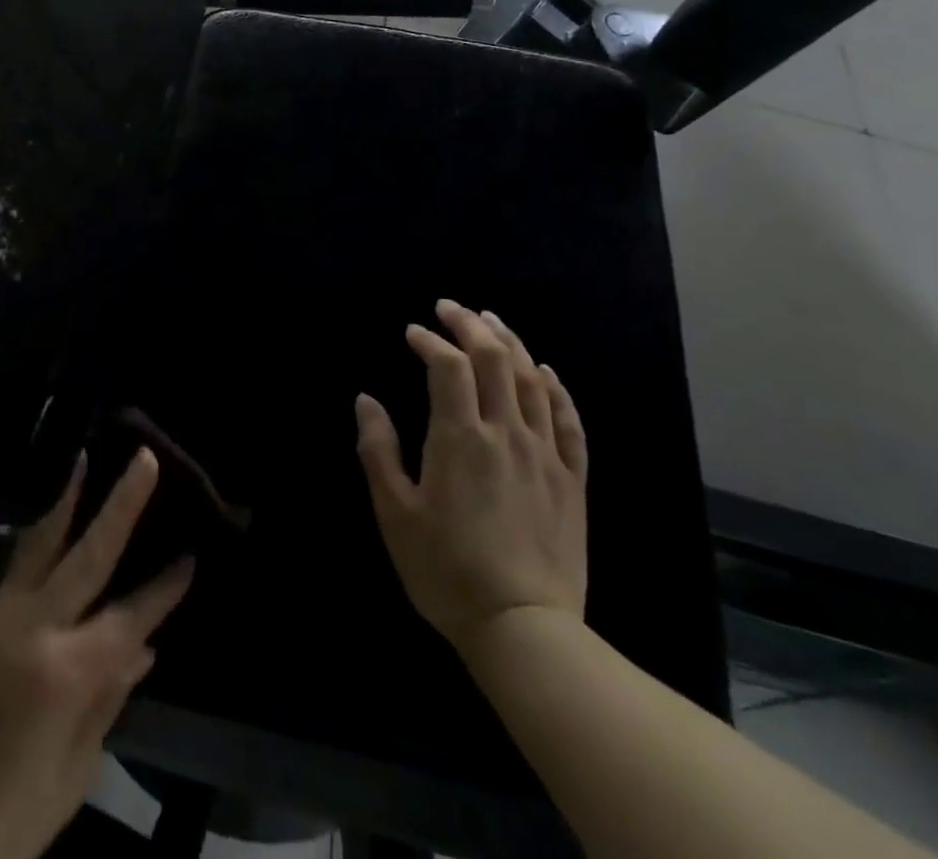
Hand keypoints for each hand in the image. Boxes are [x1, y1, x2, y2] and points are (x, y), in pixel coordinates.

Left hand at [0, 450, 193, 858]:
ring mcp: (5, 616)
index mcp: (67, 673)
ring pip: (44, 541)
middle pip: (90, 553)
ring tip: (84, 454)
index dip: (162, 590)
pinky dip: (40, 527)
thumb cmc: (7, 818)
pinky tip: (52, 507)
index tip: (191, 557)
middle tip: (146, 459)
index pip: (129, 617)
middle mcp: (37, 627)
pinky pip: (19, 560)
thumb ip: (109, 701)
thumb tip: (144, 648)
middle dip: (122, 505)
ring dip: (68, 497)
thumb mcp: (72, 774)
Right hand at [354, 299, 588, 650]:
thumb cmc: (446, 570)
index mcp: (460, 437)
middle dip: (470, 324)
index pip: (447, 365)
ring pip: (533, 380)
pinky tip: (545, 372)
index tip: (412, 332)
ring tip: (492, 321)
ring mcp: (544, 454)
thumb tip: (366, 400)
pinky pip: (569, 421)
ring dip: (511, 343)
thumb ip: (378, 450)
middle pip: (494, 358)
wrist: (524, 630)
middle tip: (450, 308)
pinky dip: (557, 388)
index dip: (429, 340)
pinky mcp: (571, 479)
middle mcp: (505, 432)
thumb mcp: (395, 513)